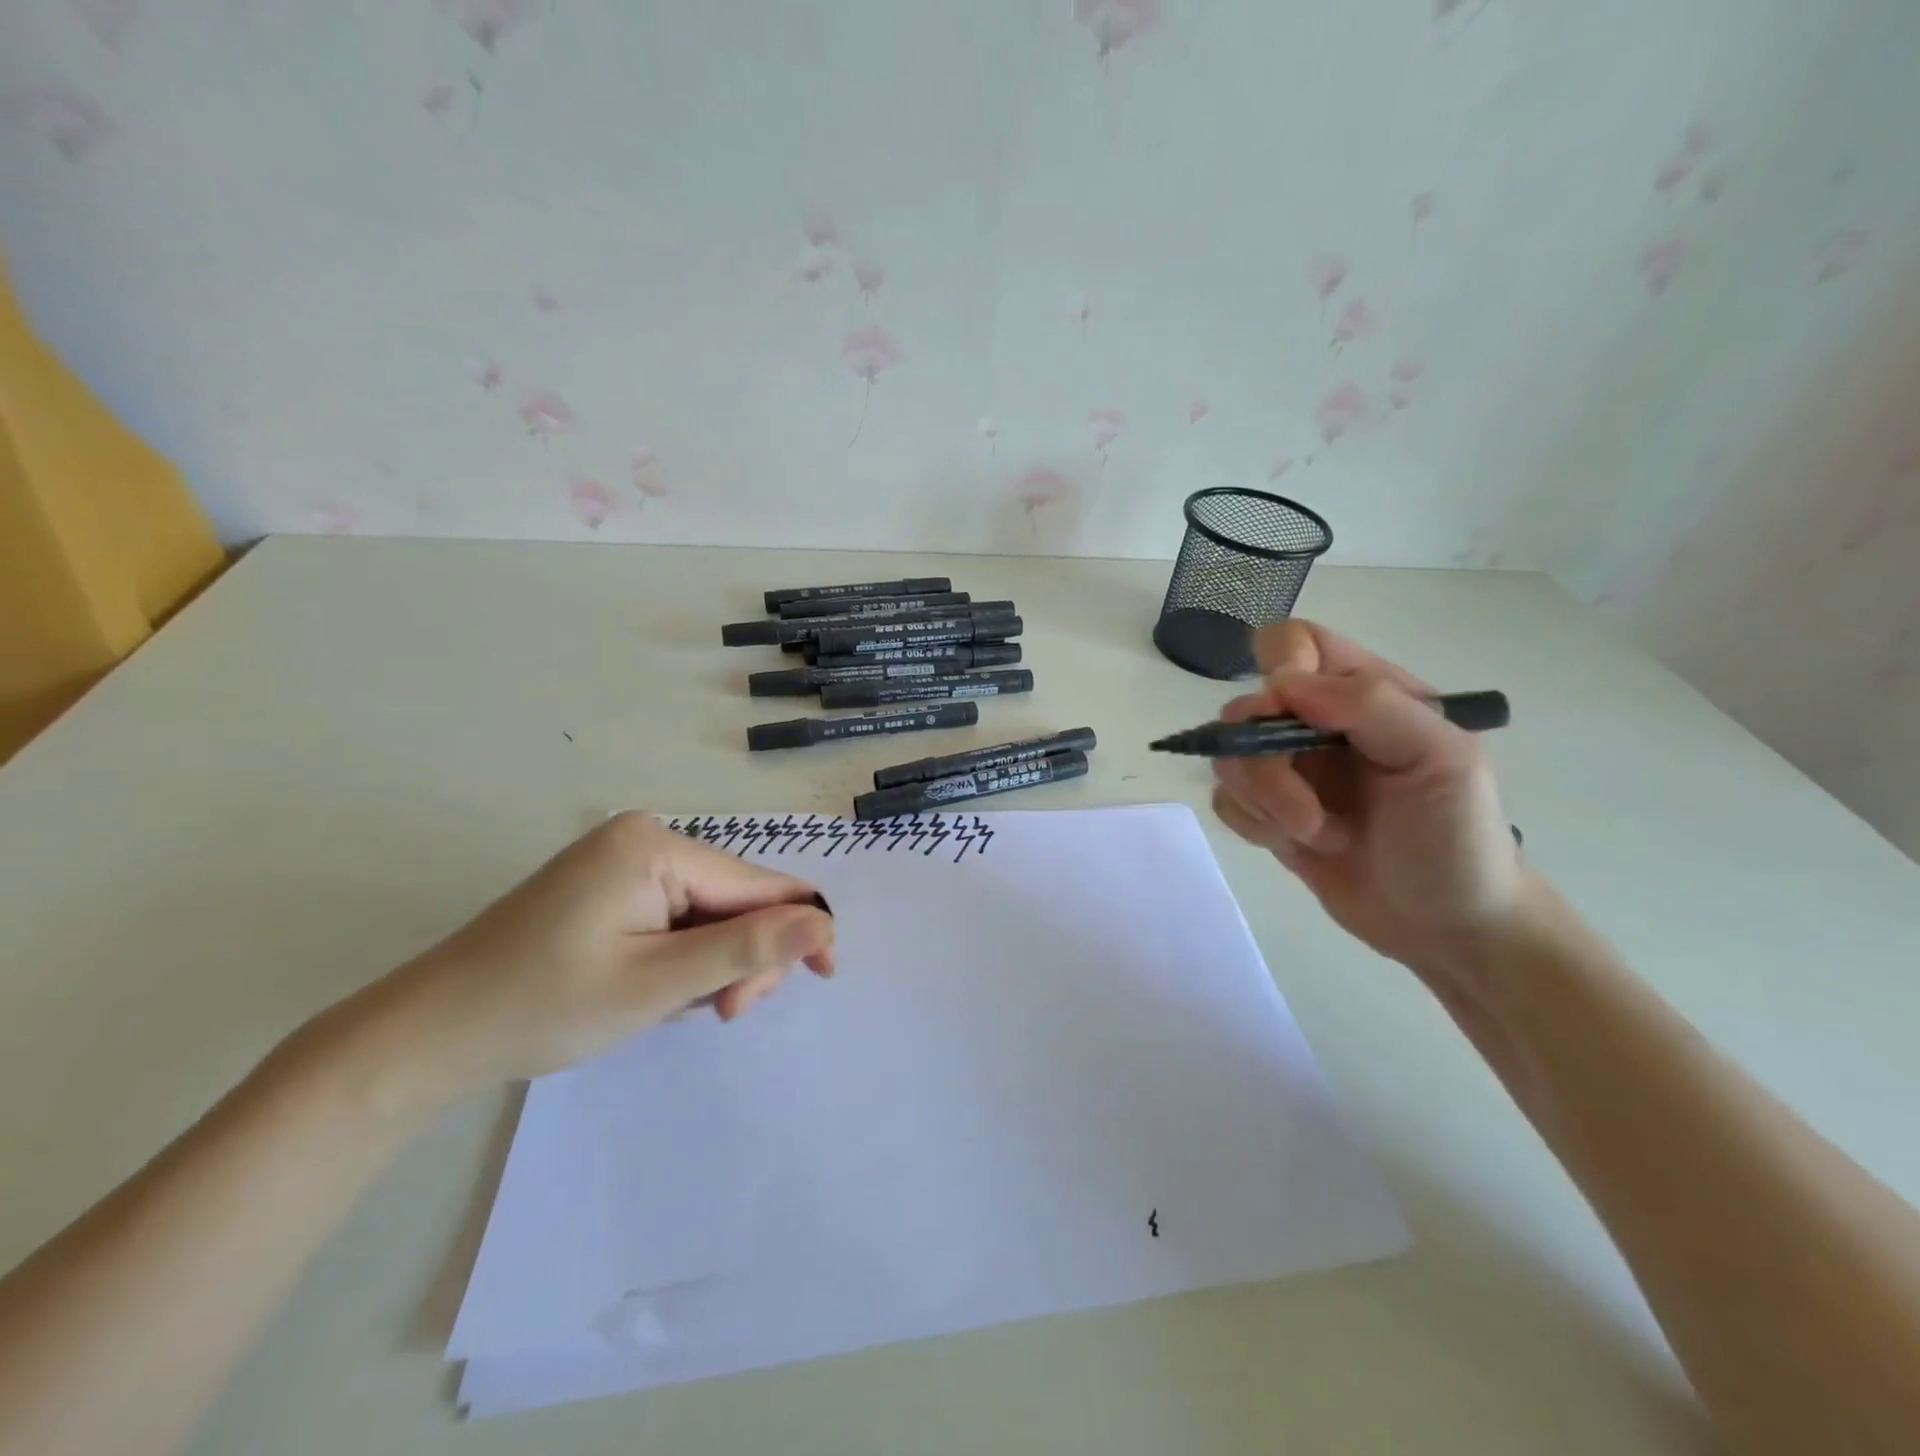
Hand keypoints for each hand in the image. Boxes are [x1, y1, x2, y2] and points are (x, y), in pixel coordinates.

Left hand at [359, 813, 835, 1102]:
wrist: (429, 1035)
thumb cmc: (543, 1007)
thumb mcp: (658, 984)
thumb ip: (747, 948)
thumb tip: (825, 924)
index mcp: (658, 846)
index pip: (759, 884)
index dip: (800, 928)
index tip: (824, 979)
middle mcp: (647, 838)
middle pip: (736, 896)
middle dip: (743, 955)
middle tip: (721, 1015)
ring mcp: (625, 860)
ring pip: (711, 910)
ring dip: (713, 961)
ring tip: (677, 1007)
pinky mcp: (611, 885)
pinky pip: (678, 915)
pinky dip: (684, 955)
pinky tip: (656, 987)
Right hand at [1209, 621, 1527, 976]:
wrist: (1448, 927)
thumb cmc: (1457, 837)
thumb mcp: (1441, 758)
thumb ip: (1370, 705)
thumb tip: (1282, 683)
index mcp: (1365, 693)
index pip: (1295, 643)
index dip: (1280, 666)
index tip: (1289, 713)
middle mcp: (1317, 724)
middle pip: (1246, 708)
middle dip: (1265, 763)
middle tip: (1306, 809)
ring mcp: (1290, 770)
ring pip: (1229, 758)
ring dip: (1265, 801)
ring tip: (1318, 834)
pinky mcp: (1269, 813)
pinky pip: (1226, 800)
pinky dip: (1254, 824)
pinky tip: (1301, 846)